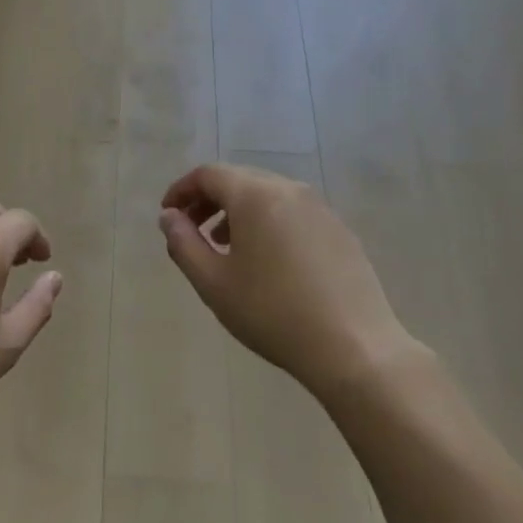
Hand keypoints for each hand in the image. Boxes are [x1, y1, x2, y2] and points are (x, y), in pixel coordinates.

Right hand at [159, 164, 422, 403]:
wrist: (355, 347)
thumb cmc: (273, 313)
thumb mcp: (214, 283)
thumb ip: (184, 244)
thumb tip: (169, 217)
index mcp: (255, 195)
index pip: (208, 174)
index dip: (181, 190)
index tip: (167, 216)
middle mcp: (289, 189)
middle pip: (238, 179)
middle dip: (208, 199)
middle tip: (191, 230)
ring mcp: (320, 208)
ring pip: (267, 195)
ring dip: (238, 211)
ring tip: (225, 246)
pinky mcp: (339, 230)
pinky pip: (292, 212)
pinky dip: (267, 222)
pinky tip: (266, 260)